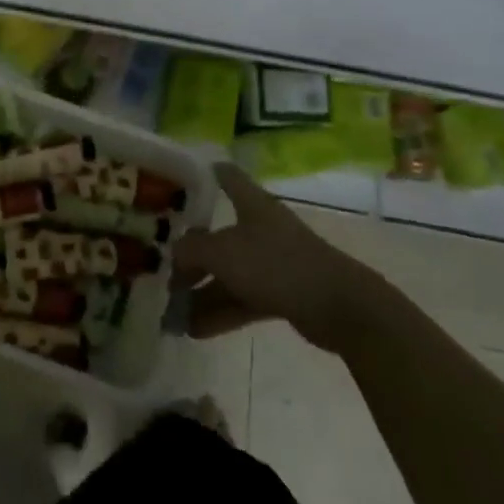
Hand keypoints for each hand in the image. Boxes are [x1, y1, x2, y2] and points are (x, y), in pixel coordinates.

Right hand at [173, 163, 385, 353]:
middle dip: (191, 255)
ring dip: (202, 293)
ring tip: (172, 314)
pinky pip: (243, 299)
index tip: (180, 177)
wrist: (340, 307)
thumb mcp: (223, 253)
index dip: (206, 173)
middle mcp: (262, 230)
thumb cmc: (277, 264)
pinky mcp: (283, 294)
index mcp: (253, 206)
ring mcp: (274, 263)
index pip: (228, 178)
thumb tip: (175, 256)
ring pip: (229, 274)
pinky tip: (195, 330)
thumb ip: (191, 251)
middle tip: (163, 271)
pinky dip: (221, 312)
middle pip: (219, 237)